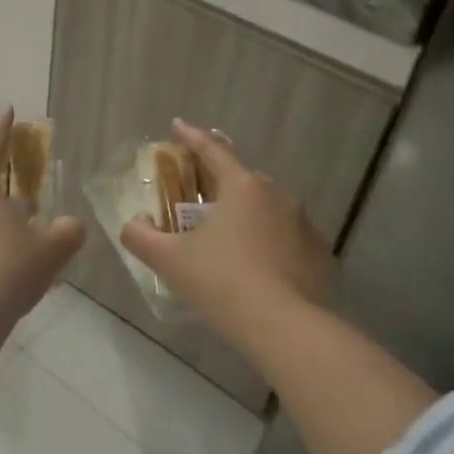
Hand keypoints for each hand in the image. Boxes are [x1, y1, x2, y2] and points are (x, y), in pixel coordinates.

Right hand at [119, 121, 335, 354]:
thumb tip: (132, 225)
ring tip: (225, 244)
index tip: (177, 126)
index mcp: (243, 187)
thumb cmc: (222, 282)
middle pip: (241, 181)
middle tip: (195, 202)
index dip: (191, 137)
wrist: (287, 328)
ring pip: (266, 212)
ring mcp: (305, 226)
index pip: (213, 151)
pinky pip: (285, 241)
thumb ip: (142, 237)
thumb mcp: (170, 260)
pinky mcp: (320, 256)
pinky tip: (255, 273)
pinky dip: (267, 246)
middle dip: (217, 185)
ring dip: (244, 218)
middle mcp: (278, 197)